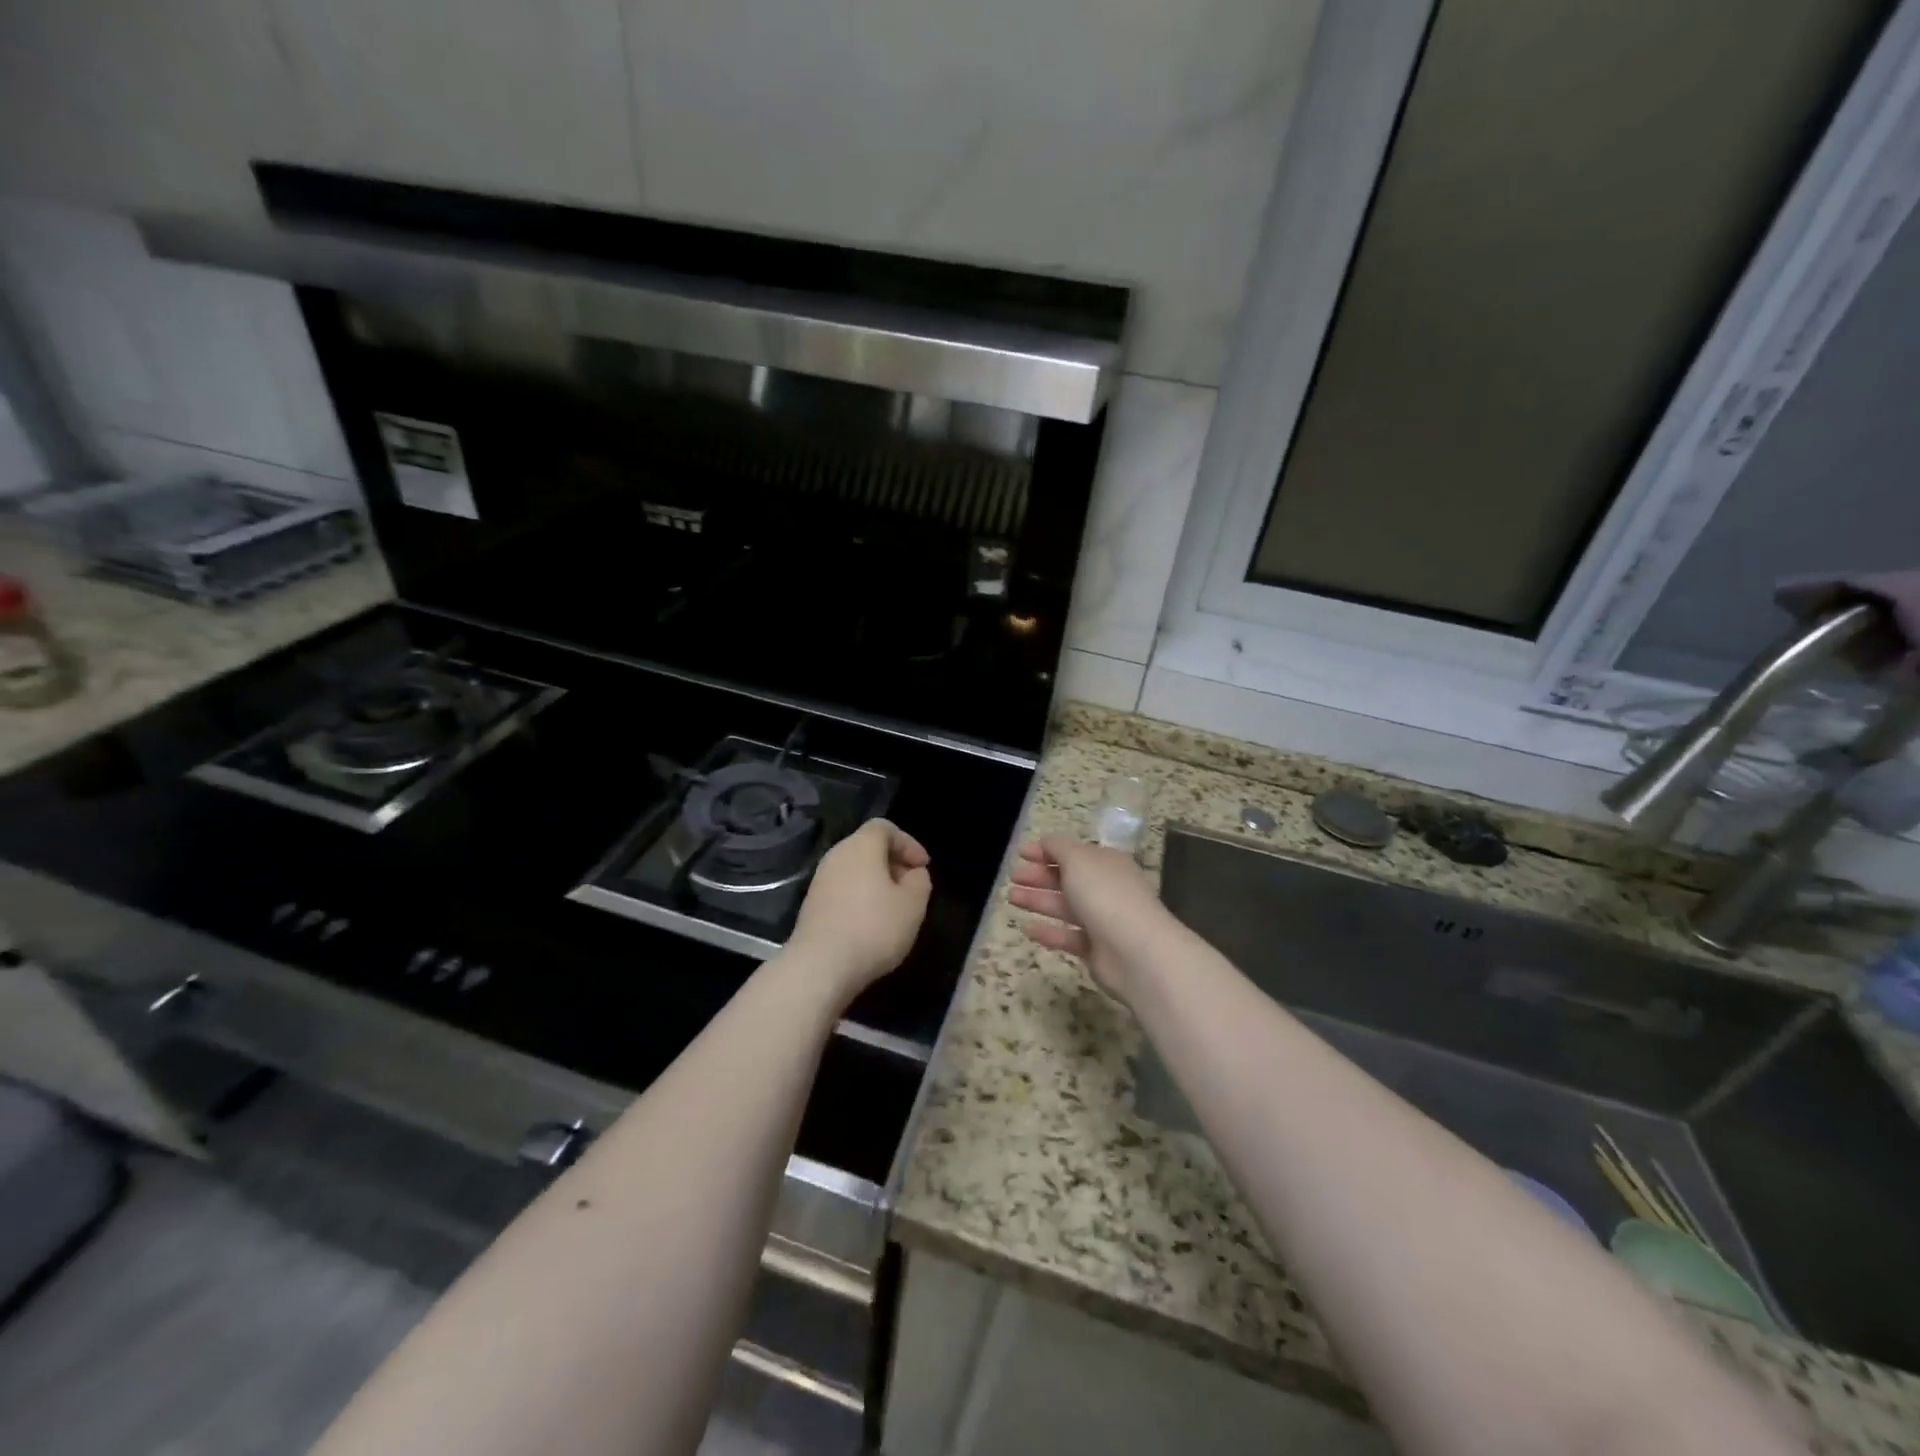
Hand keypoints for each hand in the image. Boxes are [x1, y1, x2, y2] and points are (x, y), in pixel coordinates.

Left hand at [786, 819, 931, 1002]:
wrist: (820, 966)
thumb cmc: (874, 928)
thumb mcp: (913, 904)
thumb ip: (920, 881)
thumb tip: (913, 873)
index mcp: (860, 847)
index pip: (884, 828)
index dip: (908, 843)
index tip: (923, 867)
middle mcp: (836, 856)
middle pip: (867, 847)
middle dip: (893, 863)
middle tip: (911, 886)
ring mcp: (820, 881)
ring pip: (854, 870)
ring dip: (876, 883)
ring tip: (894, 908)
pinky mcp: (811, 905)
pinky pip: (842, 890)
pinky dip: (860, 898)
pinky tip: (871, 924)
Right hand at [1007, 836, 1173, 1003]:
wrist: (1136, 951)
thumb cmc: (1104, 895)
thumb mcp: (1078, 859)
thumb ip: (1058, 848)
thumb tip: (1046, 842)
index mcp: (1106, 863)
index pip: (1074, 853)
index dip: (1047, 851)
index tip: (1021, 854)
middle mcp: (1106, 889)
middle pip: (1067, 879)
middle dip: (1039, 876)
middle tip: (1013, 877)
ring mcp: (1102, 920)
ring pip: (1065, 907)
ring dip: (1038, 900)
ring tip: (1011, 897)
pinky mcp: (1096, 950)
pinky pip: (1068, 937)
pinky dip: (1049, 932)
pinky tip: (1027, 929)